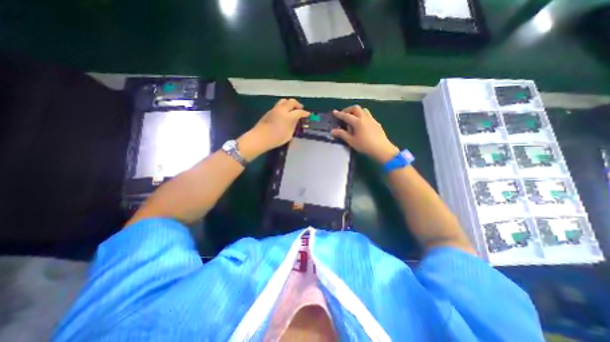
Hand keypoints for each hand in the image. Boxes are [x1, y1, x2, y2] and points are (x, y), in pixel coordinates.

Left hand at [235, 98, 306, 160]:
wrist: (260, 138)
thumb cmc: (276, 139)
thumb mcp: (289, 135)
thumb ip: (293, 126)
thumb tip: (295, 121)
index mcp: (288, 116)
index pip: (299, 112)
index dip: (305, 113)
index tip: (307, 114)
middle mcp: (282, 110)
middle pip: (291, 102)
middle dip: (297, 105)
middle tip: (300, 109)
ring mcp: (275, 109)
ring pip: (284, 101)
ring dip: (290, 103)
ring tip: (292, 109)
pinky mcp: (269, 111)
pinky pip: (278, 105)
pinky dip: (283, 106)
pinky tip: (284, 113)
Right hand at [332, 105, 398, 163]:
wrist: (382, 149)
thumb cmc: (365, 146)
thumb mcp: (351, 141)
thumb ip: (342, 134)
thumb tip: (332, 131)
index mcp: (357, 122)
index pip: (346, 116)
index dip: (339, 114)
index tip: (334, 112)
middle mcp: (365, 118)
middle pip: (356, 108)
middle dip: (348, 110)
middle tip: (344, 115)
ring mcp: (372, 120)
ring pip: (363, 110)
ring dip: (357, 112)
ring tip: (353, 119)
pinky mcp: (377, 123)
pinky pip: (368, 116)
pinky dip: (362, 116)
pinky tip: (362, 125)